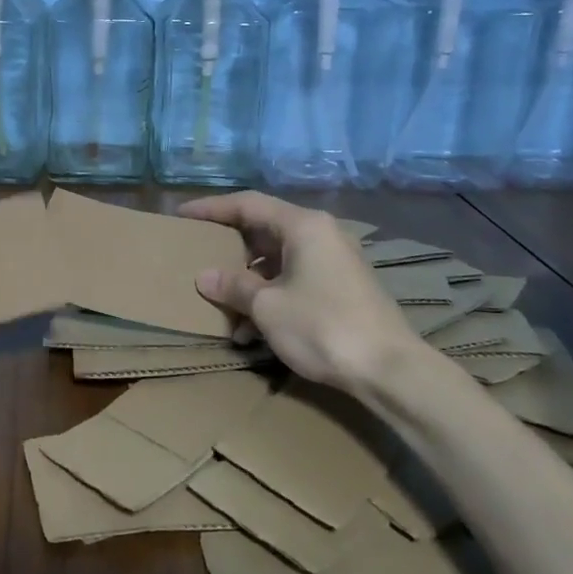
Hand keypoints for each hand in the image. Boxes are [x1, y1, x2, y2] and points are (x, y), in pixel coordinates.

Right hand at [180, 192, 425, 393]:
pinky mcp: (342, 288)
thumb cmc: (322, 326)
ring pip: (278, 259)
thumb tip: (205, 276)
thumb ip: (233, 285)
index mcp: (302, 226)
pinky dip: (270, 296)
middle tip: (199, 257)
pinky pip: (295, 279)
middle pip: (264, 230)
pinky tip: (251, 331)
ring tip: (222, 307)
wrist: (390, 369)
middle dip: (229, 248)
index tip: (182, 216)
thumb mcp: (267, 306)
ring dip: (248, 281)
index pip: (247, 204)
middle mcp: (321, 234)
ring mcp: (334, 261)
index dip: (211, 208)